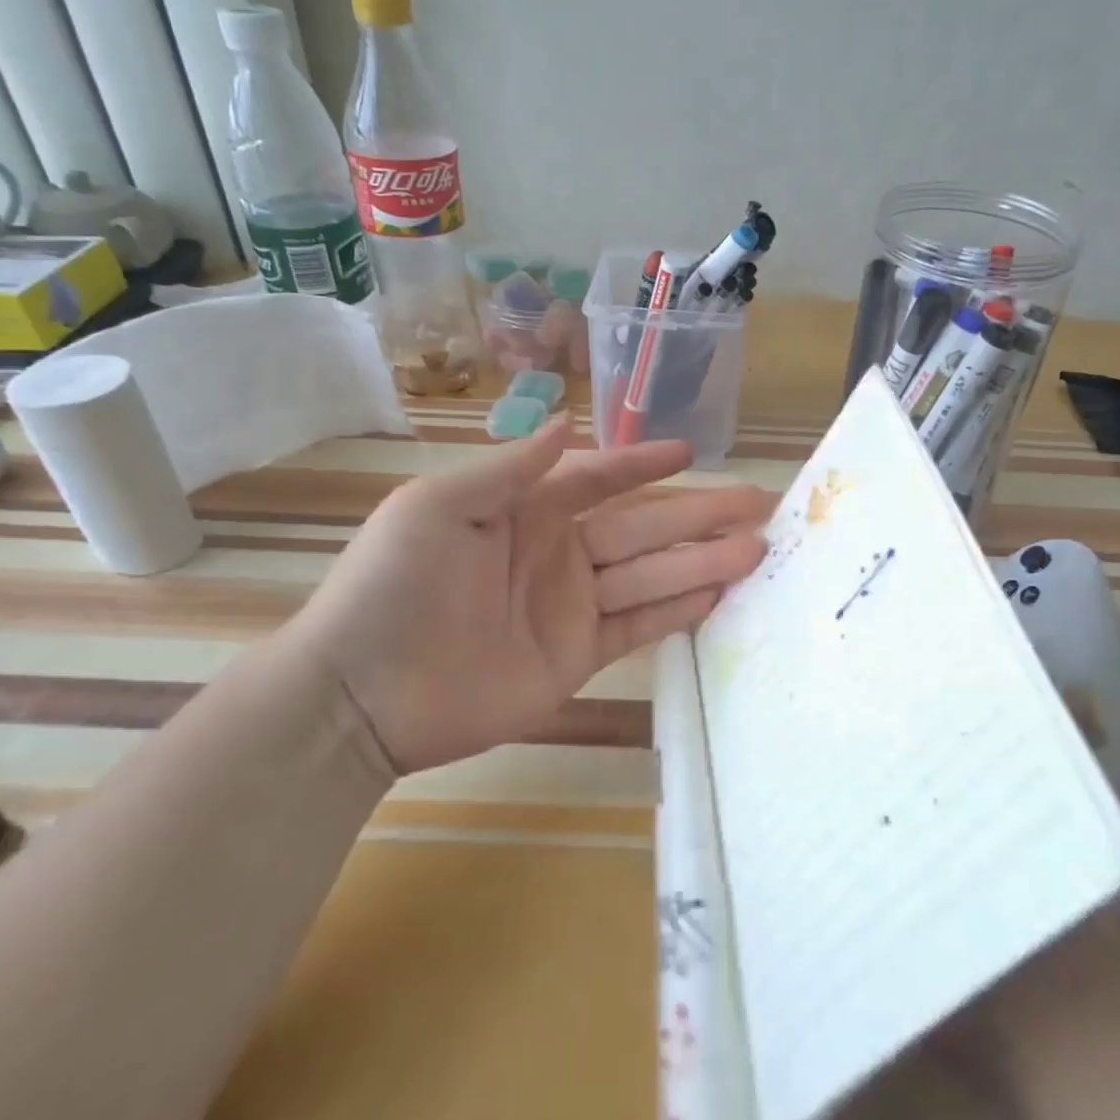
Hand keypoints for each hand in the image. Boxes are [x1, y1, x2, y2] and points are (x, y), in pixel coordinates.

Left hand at [281, 417, 774, 776]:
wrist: (361, 693)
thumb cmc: (394, 585)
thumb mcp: (438, 507)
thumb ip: (509, 469)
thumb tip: (564, 425)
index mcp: (525, 511)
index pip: (599, 480)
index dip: (643, 464)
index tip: (690, 451)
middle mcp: (557, 552)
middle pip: (642, 527)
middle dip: (699, 513)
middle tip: (758, 501)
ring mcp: (570, 607)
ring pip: (651, 575)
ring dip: (703, 560)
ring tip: (758, 547)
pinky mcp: (578, 658)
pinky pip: (639, 626)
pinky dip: (679, 609)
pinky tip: (720, 593)